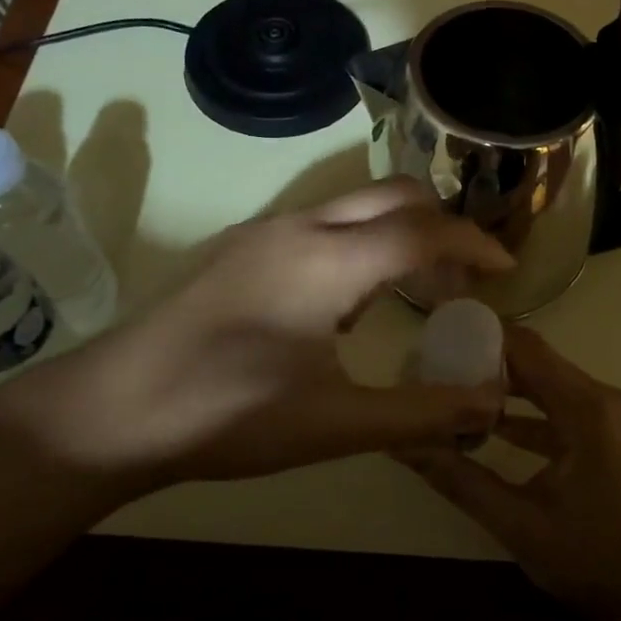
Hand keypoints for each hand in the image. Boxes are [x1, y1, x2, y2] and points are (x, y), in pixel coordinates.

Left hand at [1, 180, 513, 493]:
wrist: (114, 408)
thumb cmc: (228, 414)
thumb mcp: (334, 423)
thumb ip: (420, 412)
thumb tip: (491, 401)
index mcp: (329, 259)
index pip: (425, 231)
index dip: (475, 245)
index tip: (506, 271)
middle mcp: (300, 226)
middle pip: (393, 196)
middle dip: (441, 226)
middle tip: (464, 279)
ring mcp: (265, 232)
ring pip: (354, 206)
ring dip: (398, 232)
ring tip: (417, 290)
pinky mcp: (241, 248)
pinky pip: (321, 223)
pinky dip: (360, 242)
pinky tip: (352, 302)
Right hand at [400, 325, 620, 619]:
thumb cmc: (593, 560)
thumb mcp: (518, 524)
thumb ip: (461, 480)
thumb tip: (407, 446)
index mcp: (584, 408)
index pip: (526, 348)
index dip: (482, 336)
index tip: (438, 337)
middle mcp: (600, 399)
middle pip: (536, 360)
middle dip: (487, 360)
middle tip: (437, 365)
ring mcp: (608, 417)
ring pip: (548, 384)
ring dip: (505, 386)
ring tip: (454, 390)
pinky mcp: (608, 437)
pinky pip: (560, 408)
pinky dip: (526, 413)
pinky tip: (490, 428)